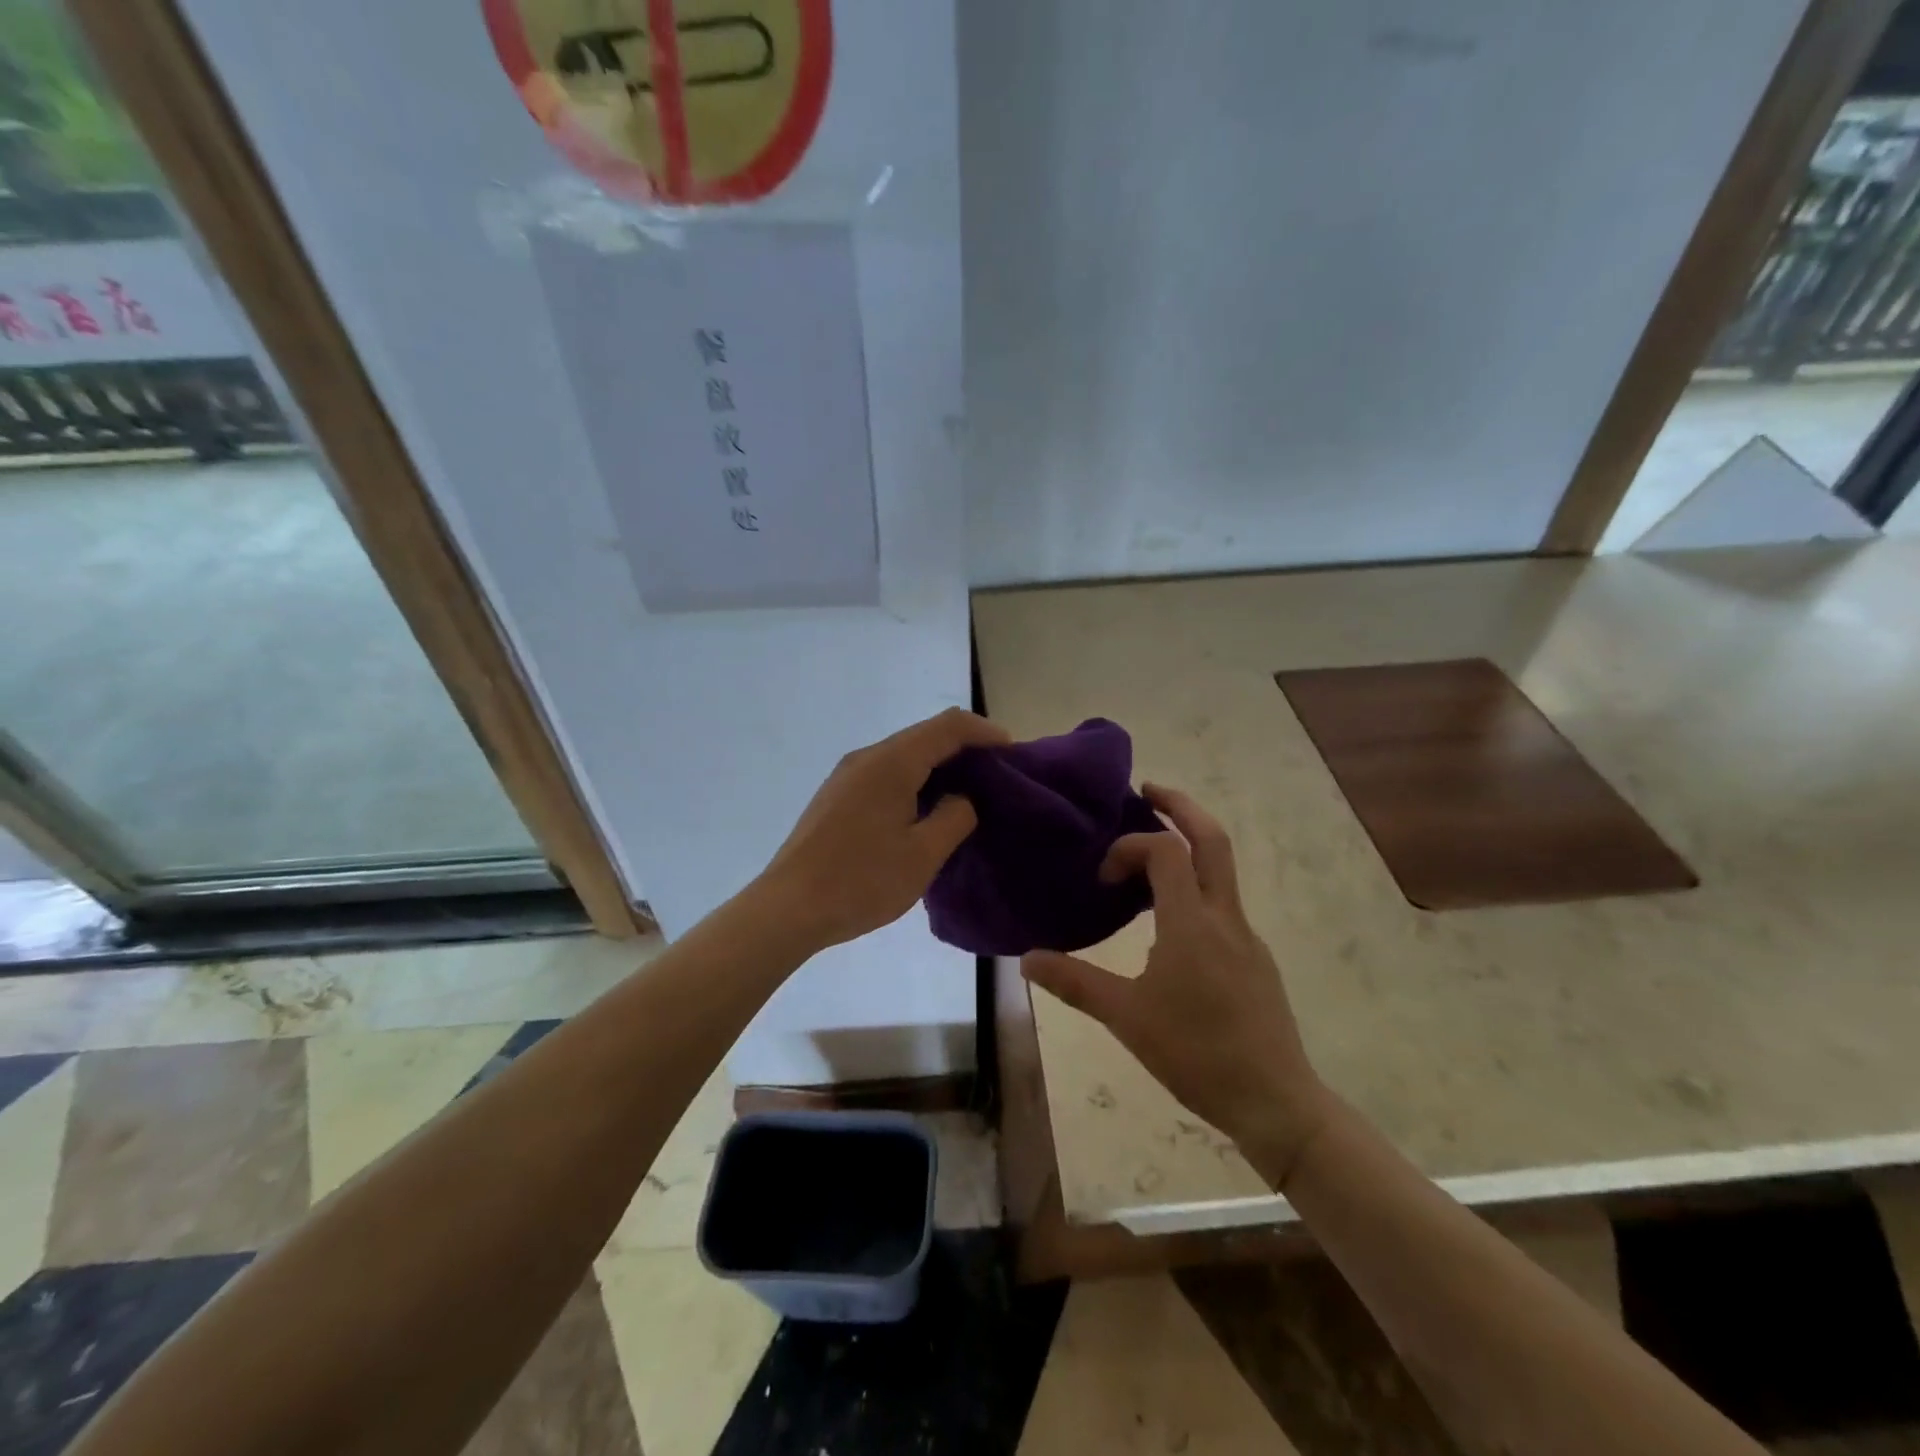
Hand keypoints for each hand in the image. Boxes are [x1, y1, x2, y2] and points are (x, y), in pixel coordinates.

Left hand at [757, 708, 1009, 953]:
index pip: (948, 726)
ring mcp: (847, 775)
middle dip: (964, 749)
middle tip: (996, 777)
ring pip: (904, 756)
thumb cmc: (861, 881)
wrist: (787, 908)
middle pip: (925, 736)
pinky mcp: (836, 796)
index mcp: (892, 762)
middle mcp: (867, 757)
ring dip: (938, 767)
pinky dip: (915, 781)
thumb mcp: (923, 854)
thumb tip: (960, 800)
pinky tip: (926, 811)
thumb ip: (954, 817)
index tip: (1013, 752)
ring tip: (968, 795)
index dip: (985, 732)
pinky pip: (885, 774)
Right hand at [1022, 785, 1332, 1185]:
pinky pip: (1221, 902)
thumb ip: (1075, 982)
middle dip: (1180, 805)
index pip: (1165, 850)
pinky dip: (1194, 886)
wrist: (1274, 1100)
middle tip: (1147, 790)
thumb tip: (1026, 960)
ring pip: (1220, 869)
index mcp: (1191, 923)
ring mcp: (1245, 935)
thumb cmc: (1196, 1054)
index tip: (1103, 879)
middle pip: (1212, 838)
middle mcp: (1224, 916)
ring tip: (1148, 856)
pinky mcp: (1254, 957)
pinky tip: (1169, 922)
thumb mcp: (1126, 1018)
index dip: (1129, 846)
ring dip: (1188, 846)